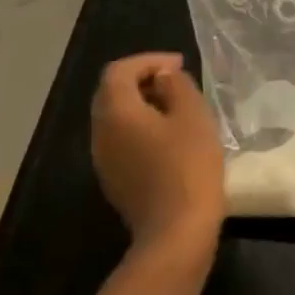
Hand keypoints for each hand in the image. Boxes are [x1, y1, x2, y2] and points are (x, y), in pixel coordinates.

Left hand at [90, 53, 225, 248]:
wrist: (176, 233)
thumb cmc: (187, 166)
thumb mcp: (193, 115)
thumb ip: (177, 85)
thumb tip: (163, 77)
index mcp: (116, 112)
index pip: (119, 71)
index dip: (148, 61)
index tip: (178, 65)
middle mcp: (100, 133)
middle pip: (112, 94)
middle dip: (143, 81)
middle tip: (176, 82)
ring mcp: (104, 161)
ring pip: (116, 119)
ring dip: (143, 106)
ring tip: (177, 109)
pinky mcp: (115, 181)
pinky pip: (122, 142)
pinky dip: (141, 129)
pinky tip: (170, 139)